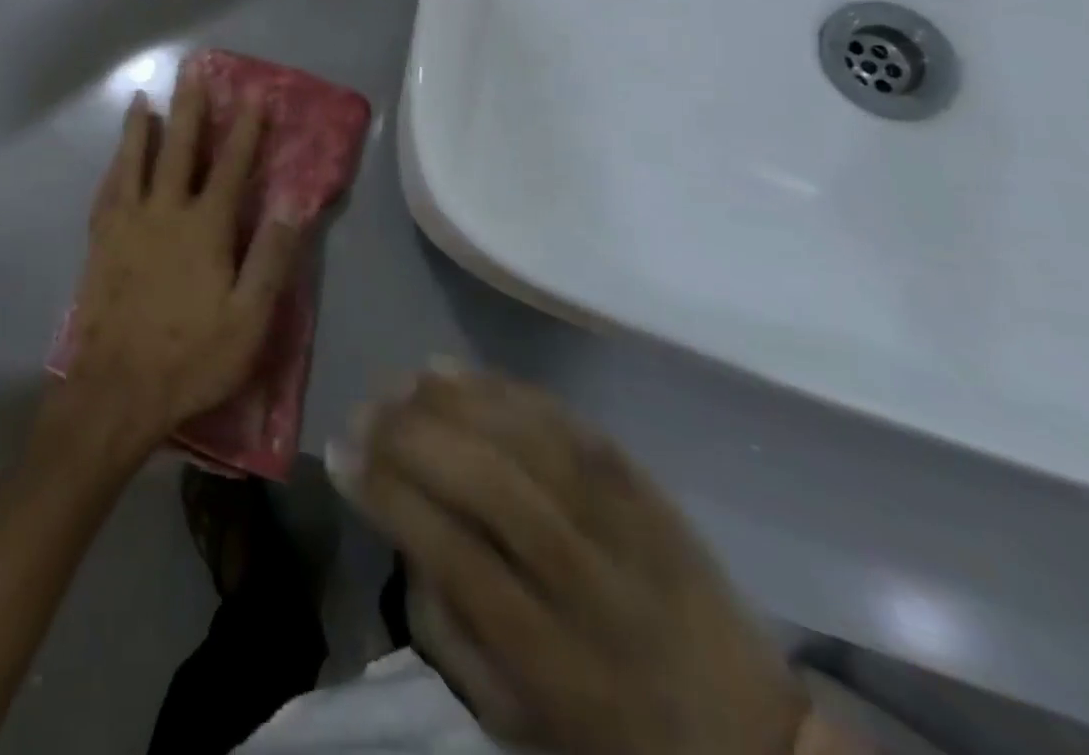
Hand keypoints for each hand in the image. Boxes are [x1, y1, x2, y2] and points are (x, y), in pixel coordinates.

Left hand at [60, 66, 305, 457]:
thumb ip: (271, 259)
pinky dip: (114, 167)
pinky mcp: (100, 243)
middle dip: (189, 109)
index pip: (231, 168)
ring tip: (142, 99)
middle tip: (191, 72)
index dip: (246, 130)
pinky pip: (107, 191)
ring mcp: (126, 225)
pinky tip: (115, 160)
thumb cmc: (192, 357)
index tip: (254, 95)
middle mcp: (164, 213)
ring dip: (140, 128)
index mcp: (204, 229)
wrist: (117, 389)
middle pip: (178, 150)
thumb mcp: (249, 320)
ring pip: (134, 162)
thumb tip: (291, 206)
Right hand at [333, 370, 806, 754]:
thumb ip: (443, 624)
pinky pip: (568, 422)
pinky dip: (503, 388)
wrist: (749, 737)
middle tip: (362, 413)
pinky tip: (453, 371)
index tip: (339, 456)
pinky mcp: (648, 486)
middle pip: (495, 487)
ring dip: (453, 402)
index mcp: (558, 663)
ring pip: (532, 442)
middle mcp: (596, 587)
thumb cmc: (603, 733)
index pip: (459, 558)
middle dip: (413, 439)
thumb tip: (400, 521)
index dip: (390, 497)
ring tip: (399, 384)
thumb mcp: (509, 717)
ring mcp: (630, 527)